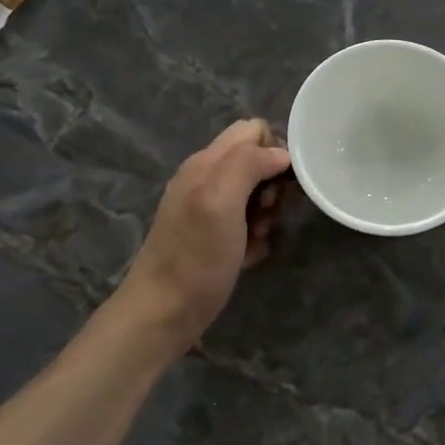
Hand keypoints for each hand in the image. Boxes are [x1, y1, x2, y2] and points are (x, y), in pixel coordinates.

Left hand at [118, 119, 291, 346]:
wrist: (164, 313)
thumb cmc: (194, 257)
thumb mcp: (220, 201)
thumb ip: (247, 165)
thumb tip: (281, 153)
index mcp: (206, 163)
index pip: (252, 130)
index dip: (274, 150)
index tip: (278, 184)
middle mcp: (207, 179)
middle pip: (257, 162)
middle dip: (272, 186)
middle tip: (265, 213)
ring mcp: (209, 210)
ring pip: (256, 195)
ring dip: (266, 214)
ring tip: (256, 237)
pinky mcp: (215, 238)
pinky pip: (248, 225)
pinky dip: (255, 238)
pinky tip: (248, 255)